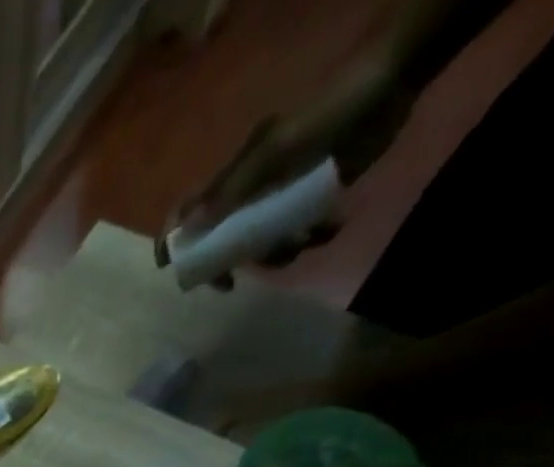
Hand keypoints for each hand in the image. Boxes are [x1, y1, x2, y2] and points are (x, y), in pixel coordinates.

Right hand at [160, 48, 410, 281]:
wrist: (386, 93)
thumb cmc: (326, 117)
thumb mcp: (276, 151)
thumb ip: (233, 189)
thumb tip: (189, 229)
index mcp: (233, 179)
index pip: (188, 212)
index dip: (172, 240)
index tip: (167, 270)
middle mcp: (248, 194)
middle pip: (219, 241)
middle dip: (225, 264)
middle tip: (230, 285)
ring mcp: (276, 201)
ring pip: (258, 246)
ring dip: (277, 254)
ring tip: (302, 241)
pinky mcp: (305, 205)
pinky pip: (294, 237)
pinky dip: (310, 240)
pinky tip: (328, 228)